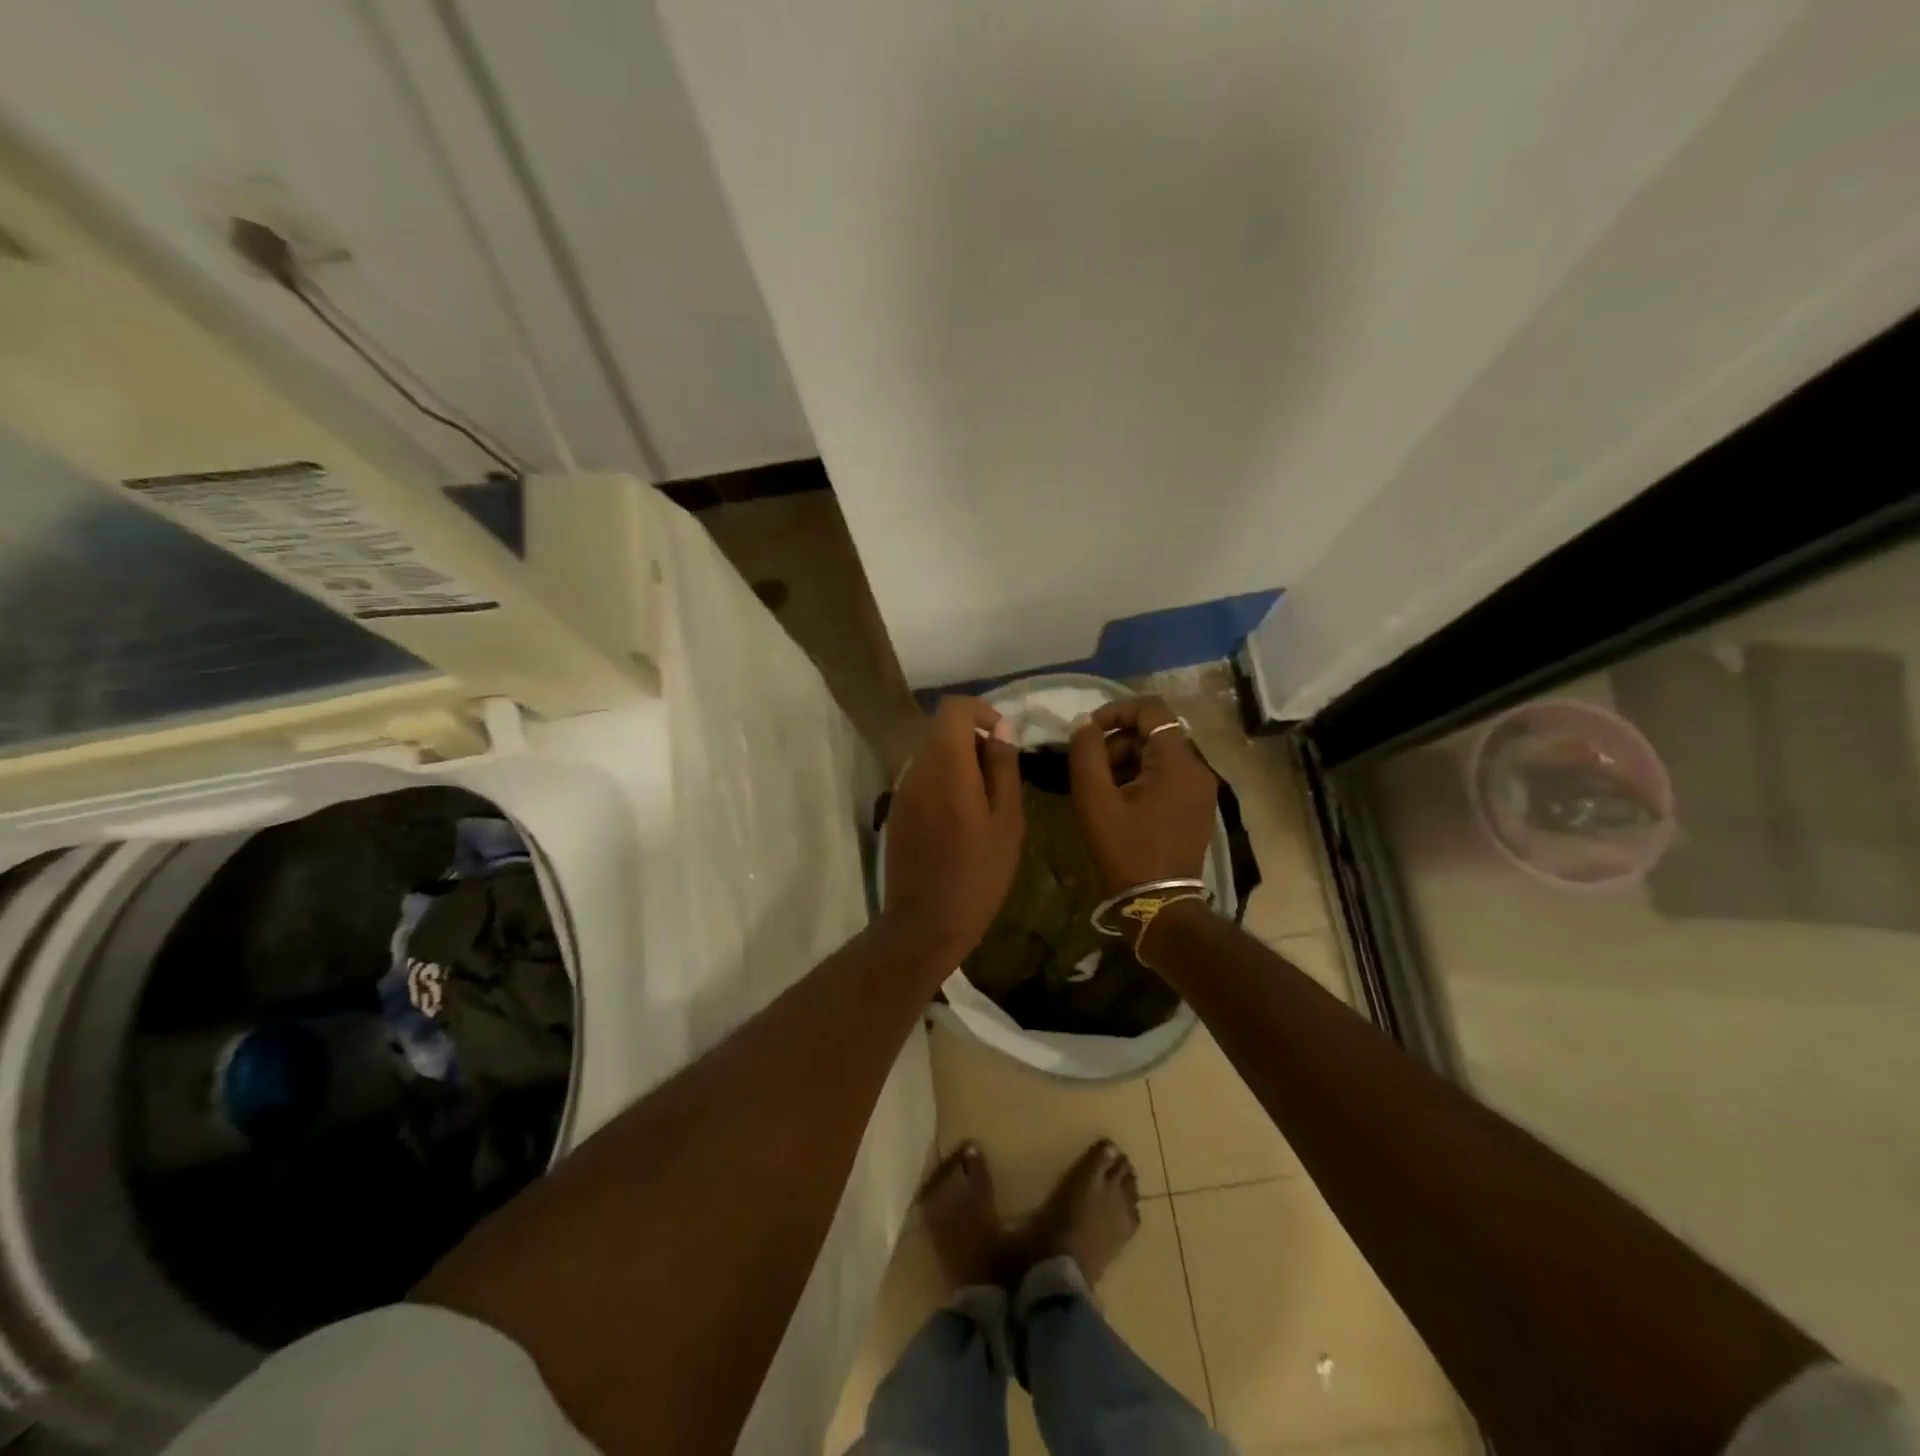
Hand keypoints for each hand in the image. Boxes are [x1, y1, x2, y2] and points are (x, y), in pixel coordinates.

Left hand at [882, 697, 1024, 966]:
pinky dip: (945, 781)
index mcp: (946, 766)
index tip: (1004, 738)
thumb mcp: (1007, 821)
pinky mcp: (897, 811)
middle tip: (1002, 776)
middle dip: (974, 739)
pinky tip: (963, 819)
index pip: (953, 709)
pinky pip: (923, 778)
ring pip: (932, 753)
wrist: (925, 924)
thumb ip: (1003, 768)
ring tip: (987, 801)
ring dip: (960, 762)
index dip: (982, 711)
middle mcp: (916, 769)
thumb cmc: (977, 874)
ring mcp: (902, 791)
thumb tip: (1002, 729)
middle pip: (941, 730)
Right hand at [1067, 697, 1218, 893]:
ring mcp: (1201, 790)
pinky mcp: (1198, 808)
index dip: (1116, 711)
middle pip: (1155, 733)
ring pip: (1160, 755)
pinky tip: (1120, 803)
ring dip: (1127, 760)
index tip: (1088, 731)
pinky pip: (1168, 776)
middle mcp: (1197, 769)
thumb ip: (1086, 753)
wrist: (1160, 905)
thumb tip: (1084, 724)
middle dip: (1118, 741)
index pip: (1152, 710)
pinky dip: (1142, 778)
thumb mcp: (1095, 800)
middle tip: (1090, 768)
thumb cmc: (1125, 850)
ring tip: (1101, 789)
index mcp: (1177, 762)